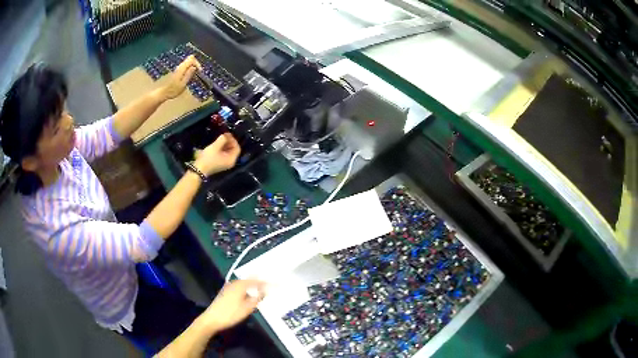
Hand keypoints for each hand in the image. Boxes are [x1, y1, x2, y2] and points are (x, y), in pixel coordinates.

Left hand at [160, 55, 201, 99]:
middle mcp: (180, 66)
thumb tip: (194, 67)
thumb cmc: (173, 90)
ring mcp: (178, 68)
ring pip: (188, 62)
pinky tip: (189, 76)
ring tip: (194, 75)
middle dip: (195, 64)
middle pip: (190, 59)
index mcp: (182, 68)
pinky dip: (189, 69)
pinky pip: (186, 66)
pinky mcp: (177, 71)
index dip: (197, 63)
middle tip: (198, 73)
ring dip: (193, 67)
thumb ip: (188, 75)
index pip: (191, 59)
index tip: (199, 71)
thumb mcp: (183, 84)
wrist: (164, 92)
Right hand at [194, 133, 240, 175]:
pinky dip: (222, 148)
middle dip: (229, 141)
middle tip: (224, 135)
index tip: (227, 134)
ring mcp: (224, 163)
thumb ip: (222, 139)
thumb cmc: (208, 158)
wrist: (198, 169)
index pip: (237, 148)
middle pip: (233, 149)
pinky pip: (224, 154)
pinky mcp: (219, 163)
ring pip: (228, 151)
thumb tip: (225, 135)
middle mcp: (230, 162)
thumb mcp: (215, 147)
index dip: (233, 140)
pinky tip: (217, 143)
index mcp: (231, 159)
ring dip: (225, 144)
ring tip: (220, 138)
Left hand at [200, 279, 266, 332]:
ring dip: (253, 286)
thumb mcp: (247, 308)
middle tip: (270, 284)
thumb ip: (256, 298)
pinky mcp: (226, 294)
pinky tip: (250, 295)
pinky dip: (247, 290)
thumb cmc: (230, 314)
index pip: (257, 281)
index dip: (267, 283)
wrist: (212, 319)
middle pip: (250, 280)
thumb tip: (264, 291)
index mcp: (240, 285)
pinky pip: (240, 288)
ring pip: (244, 284)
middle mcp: (234, 284)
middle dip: (260, 281)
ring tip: (262, 289)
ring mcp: (229, 288)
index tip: (276, 284)